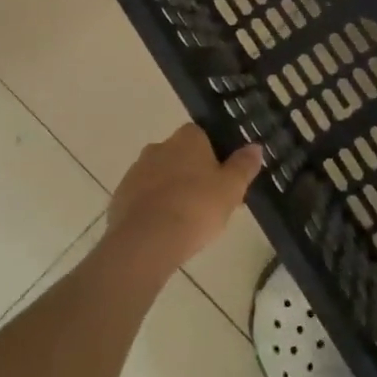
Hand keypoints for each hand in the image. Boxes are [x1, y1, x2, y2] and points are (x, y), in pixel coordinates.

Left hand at [101, 124, 261, 279]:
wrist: (146, 240)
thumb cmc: (196, 207)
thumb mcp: (231, 188)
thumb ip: (243, 166)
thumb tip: (255, 146)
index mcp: (187, 138)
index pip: (203, 135)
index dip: (214, 156)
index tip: (223, 179)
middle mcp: (159, 146)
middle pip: (181, 156)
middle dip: (193, 174)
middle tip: (209, 203)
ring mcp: (136, 171)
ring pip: (161, 176)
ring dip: (172, 191)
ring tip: (187, 222)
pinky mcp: (121, 196)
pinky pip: (144, 197)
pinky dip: (154, 208)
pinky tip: (165, 231)